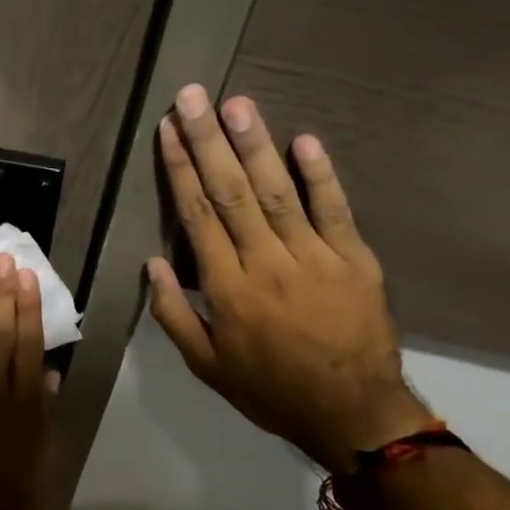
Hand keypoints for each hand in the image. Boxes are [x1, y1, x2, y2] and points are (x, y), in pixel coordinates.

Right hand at [146, 84, 430, 473]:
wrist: (352, 413)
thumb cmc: (270, 389)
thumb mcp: (206, 365)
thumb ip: (175, 314)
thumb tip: (154, 263)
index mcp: (227, 288)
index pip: (197, 215)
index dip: (180, 169)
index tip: (167, 131)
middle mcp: (267, 262)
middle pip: (231, 191)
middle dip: (209, 141)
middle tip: (193, 97)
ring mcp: (315, 257)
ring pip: (277, 192)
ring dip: (256, 145)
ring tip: (237, 104)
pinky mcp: (355, 259)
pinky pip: (335, 210)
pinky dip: (320, 174)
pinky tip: (304, 140)